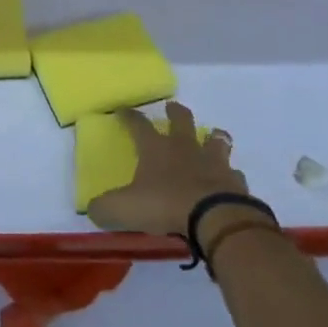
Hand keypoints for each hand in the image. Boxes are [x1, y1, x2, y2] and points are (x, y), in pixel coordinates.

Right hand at [86, 102, 257, 240]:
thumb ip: (104, 208)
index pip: (138, 125)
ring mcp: (213, 162)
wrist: (215, 219)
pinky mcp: (235, 181)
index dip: (129, 116)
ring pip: (216, 140)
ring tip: (211, 137)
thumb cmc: (164, 205)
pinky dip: (229, 174)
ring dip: (212, 137)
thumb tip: (93, 209)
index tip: (123, 110)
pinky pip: (233, 173)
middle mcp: (185, 148)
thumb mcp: (122, 209)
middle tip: (172, 108)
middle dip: (176, 112)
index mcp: (156, 149)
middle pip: (182, 120)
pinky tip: (227, 180)